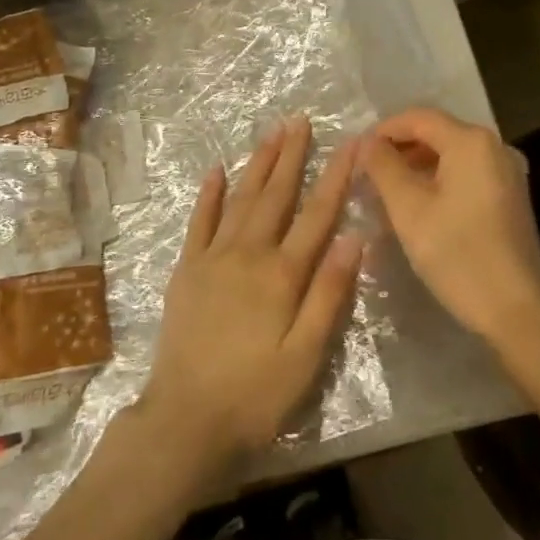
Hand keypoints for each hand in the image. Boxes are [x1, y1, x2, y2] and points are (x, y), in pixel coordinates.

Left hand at [139, 117, 363, 475]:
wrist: (185, 420)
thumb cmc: (256, 394)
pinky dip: (209, 194)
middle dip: (291, 155)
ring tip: (271, 132)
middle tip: (300, 119)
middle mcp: (248, 253)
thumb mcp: (306, 355)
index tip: (352, 143)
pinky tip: (217, 170)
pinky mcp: (187, 268)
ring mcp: (213, 257)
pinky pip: (199, 221)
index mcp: (282, 273)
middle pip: (276, 194)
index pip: (317, 214)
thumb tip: (353, 237)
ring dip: (257, 163)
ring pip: (241, 198)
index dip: (336, 176)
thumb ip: (330, 294)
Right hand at [363, 107, 539, 347]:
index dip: (383, 130)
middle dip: (399, 148)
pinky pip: (466, 173)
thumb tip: (366, 142)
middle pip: (436, 133)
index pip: (417, 117)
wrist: (516, 311)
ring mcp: (507, 172)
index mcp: (471, 141)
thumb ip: (383, 167)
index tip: (355, 153)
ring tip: (385, 189)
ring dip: (417, 165)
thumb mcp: (409, 209)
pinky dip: (438, 179)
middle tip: (366, 172)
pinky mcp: (510, 196)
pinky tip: (417, 204)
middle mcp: (494, 146)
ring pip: (451, 155)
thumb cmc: (458, 255)